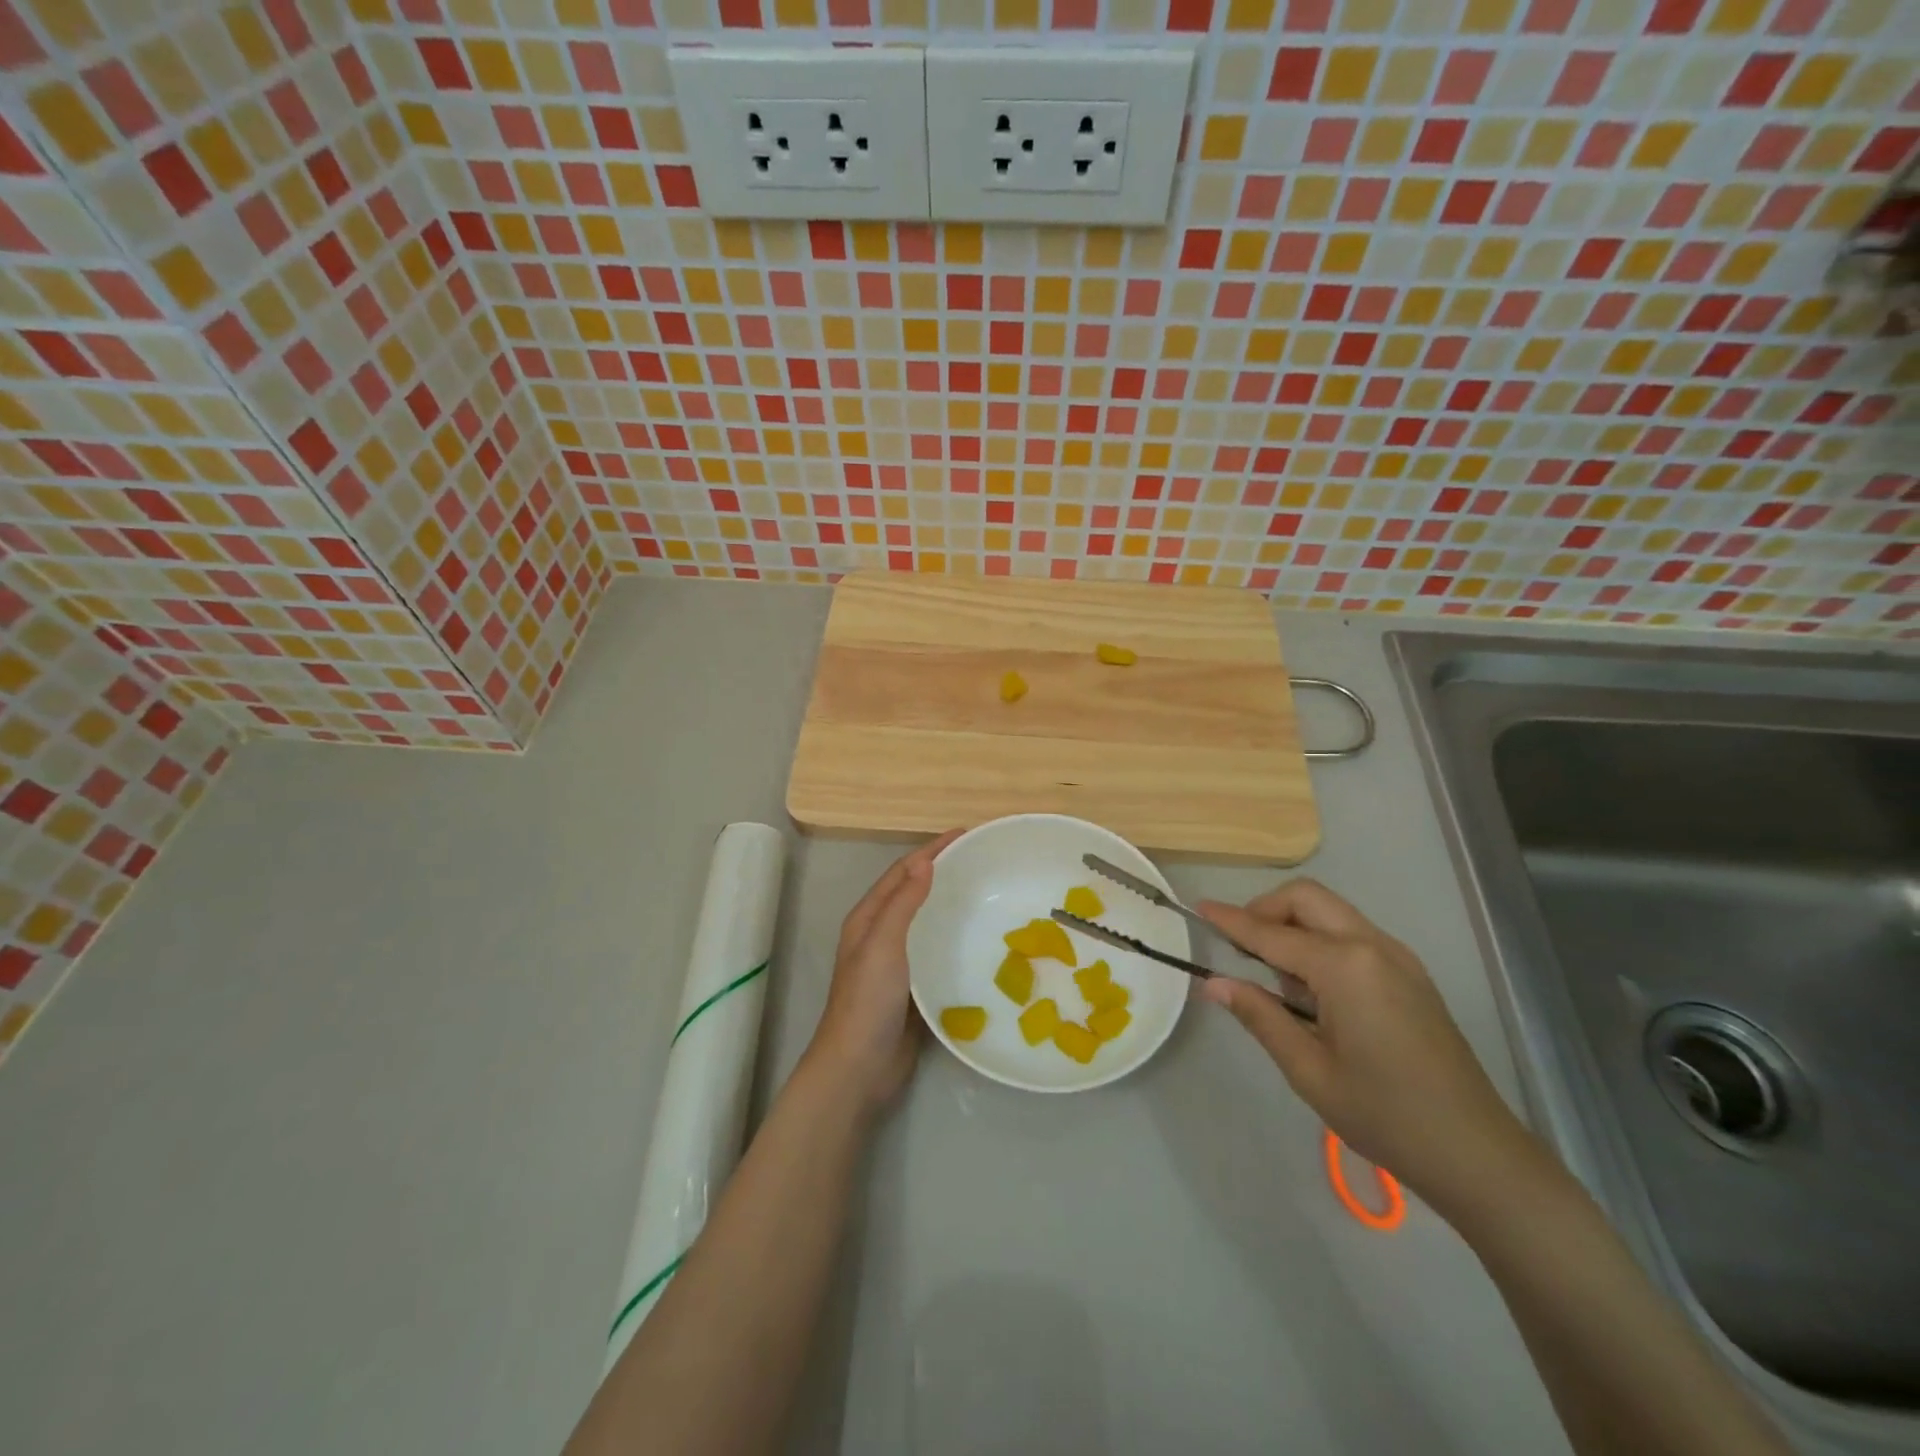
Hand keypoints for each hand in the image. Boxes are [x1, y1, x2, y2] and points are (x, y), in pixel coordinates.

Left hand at [805, 831, 961, 1110]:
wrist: (859, 1066)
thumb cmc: (867, 1000)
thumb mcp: (882, 944)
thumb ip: (902, 903)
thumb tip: (925, 861)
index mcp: (868, 918)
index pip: (903, 871)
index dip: (931, 850)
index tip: (965, 834)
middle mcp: (881, 934)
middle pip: (914, 891)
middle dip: (943, 871)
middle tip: (982, 860)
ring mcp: (897, 962)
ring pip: (927, 921)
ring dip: (950, 903)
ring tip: (986, 893)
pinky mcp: (914, 987)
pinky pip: (937, 952)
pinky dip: (955, 938)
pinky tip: (980, 940)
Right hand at [1197, 879, 1530, 1214]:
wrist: (1477, 1153)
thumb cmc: (1384, 1115)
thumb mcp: (1308, 1070)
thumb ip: (1259, 1016)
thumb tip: (1214, 983)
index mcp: (1345, 967)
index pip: (1271, 933)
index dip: (1230, 921)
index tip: (1197, 908)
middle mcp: (1372, 946)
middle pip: (1306, 898)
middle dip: (1265, 910)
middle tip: (1239, 947)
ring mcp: (1397, 956)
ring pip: (1330, 911)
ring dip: (1293, 924)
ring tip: (1274, 976)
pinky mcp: (1409, 973)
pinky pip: (1352, 933)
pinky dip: (1320, 940)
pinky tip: (1312, 990)